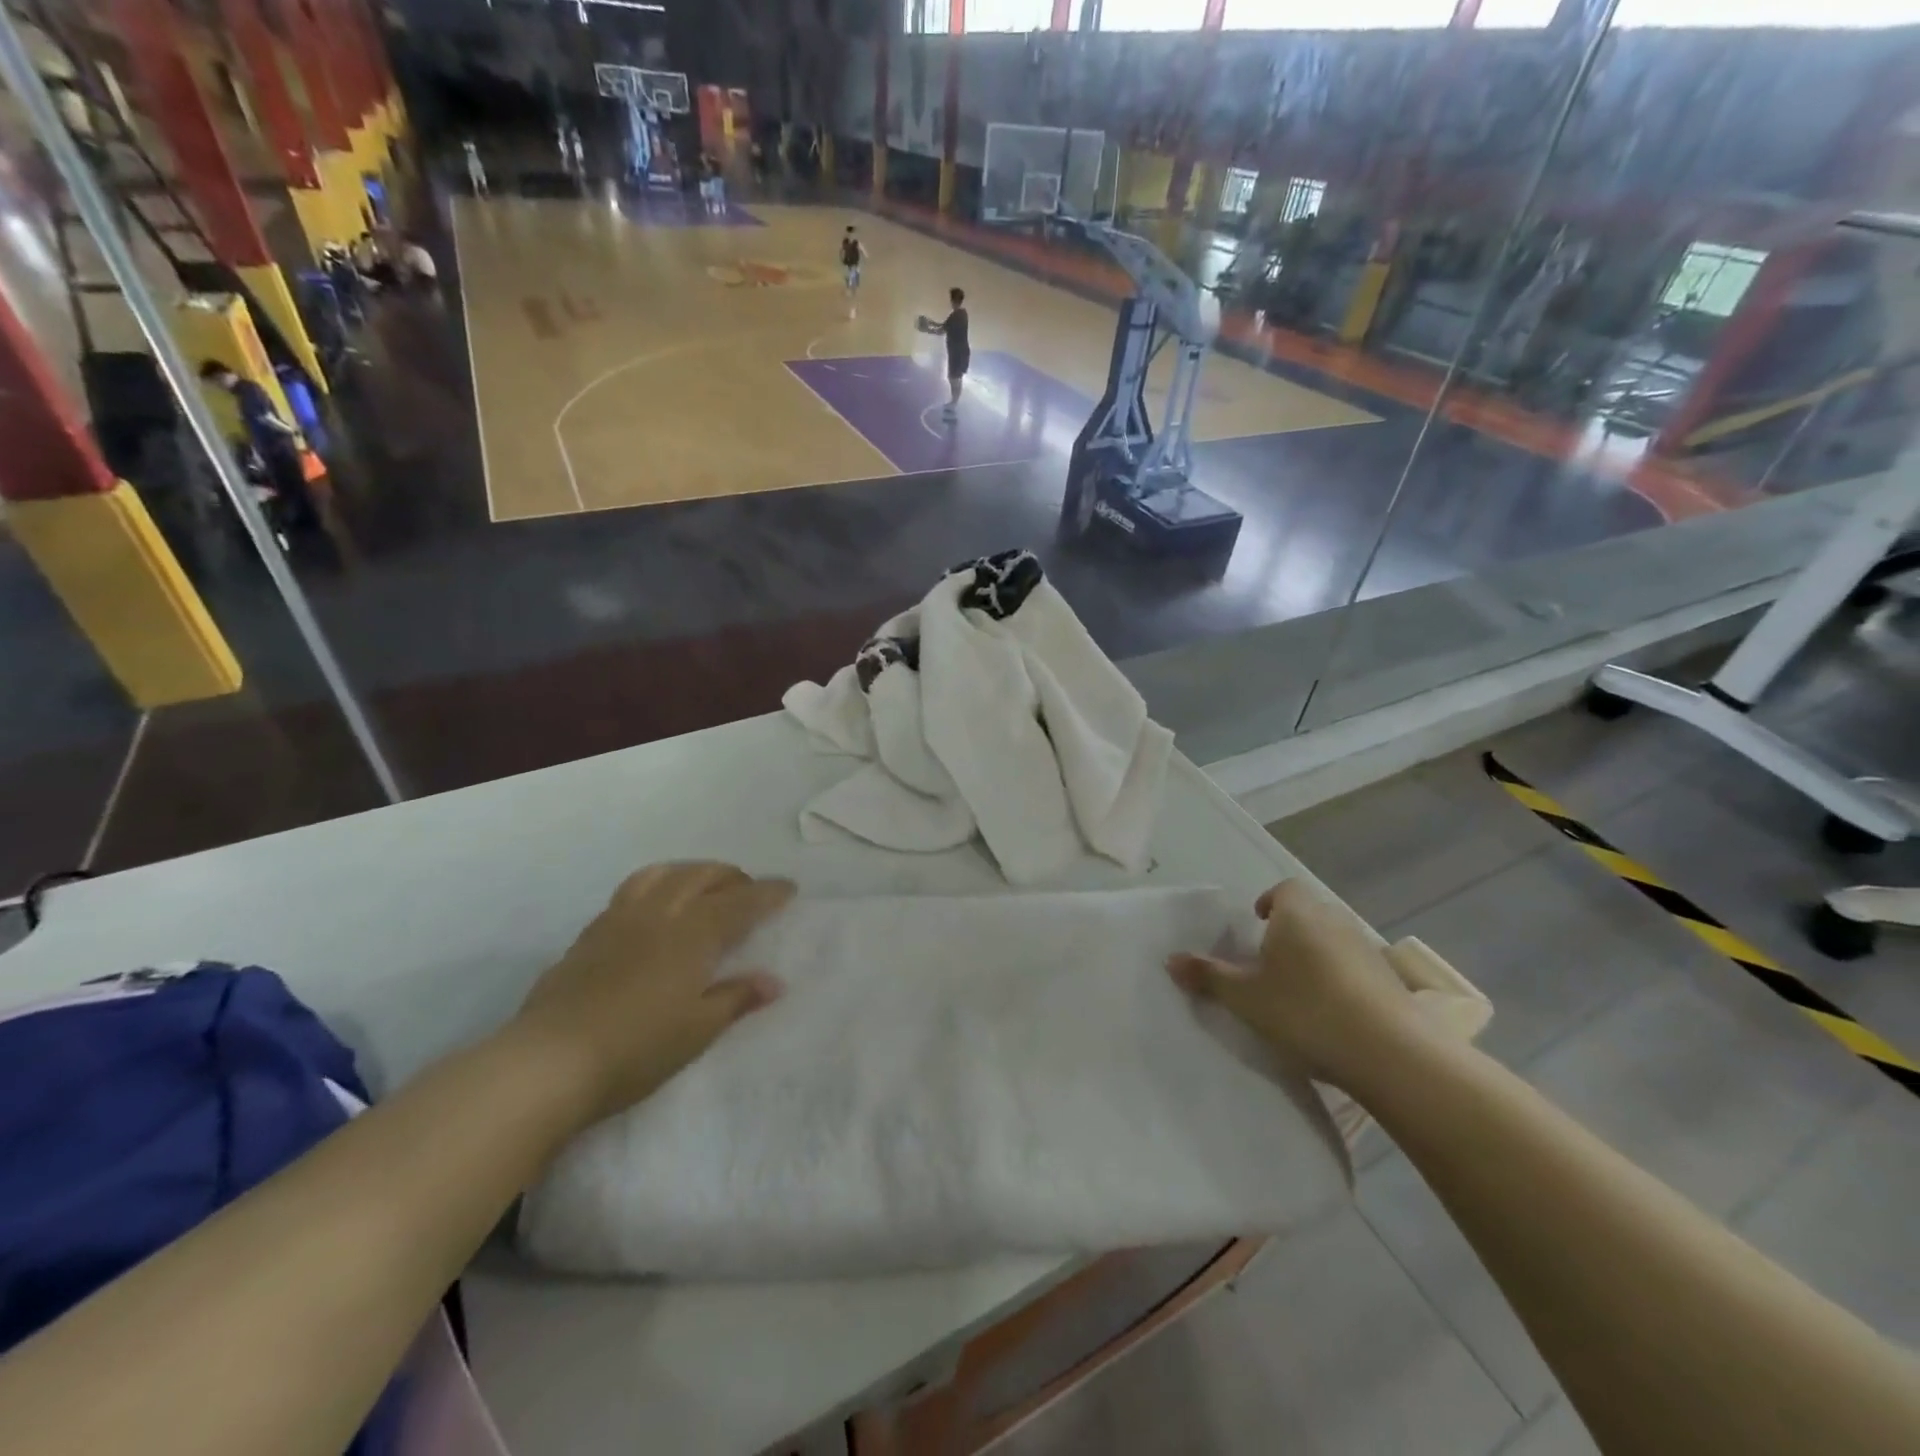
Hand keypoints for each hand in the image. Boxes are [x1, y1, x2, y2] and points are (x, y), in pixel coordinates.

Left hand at [515, 863, 794, 1125]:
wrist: (548, 1062)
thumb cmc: (637, 1048)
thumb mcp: (698, 1030)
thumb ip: (736, 998)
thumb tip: (773, 982)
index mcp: (692, 934)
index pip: (740, 902)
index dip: (767, 893)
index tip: (788, 888)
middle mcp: (659, 914)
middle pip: (700, 876)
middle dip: (730, 876)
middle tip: (748, 890)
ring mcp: (618, 920)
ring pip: (661, 874)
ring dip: (690, 872)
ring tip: (701, 886)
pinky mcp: (589, 935)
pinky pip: (630, 892)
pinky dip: (656, 887)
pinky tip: (653, 911)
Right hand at [1168, 880, 1425, 1089]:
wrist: (1392, 1053)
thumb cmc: (1305, 1011)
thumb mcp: (1245, 997)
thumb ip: (1208, 976)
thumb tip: (1170, 959)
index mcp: (1297, 914)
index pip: (1284, 889)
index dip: (1269, 902)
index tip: (1257, 925)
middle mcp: (1334, 921)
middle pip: (1309, 913)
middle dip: (1290, 931)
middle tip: (1269, 962)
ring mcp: (1368, 950)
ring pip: (1334, 940)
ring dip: (1317, 956)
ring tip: (1298, 991)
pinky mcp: (1391, 981)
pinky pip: (1356, 967)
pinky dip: (1341, 980)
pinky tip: (1331, 1013)